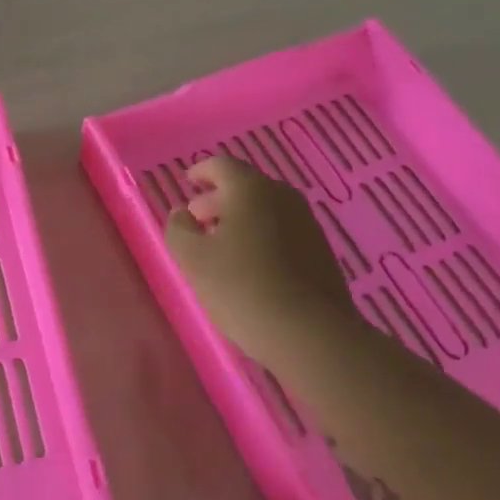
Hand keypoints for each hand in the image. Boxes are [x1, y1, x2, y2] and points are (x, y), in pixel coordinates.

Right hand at [164, 156, 364, 378]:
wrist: (311, 334)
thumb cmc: (242, 287)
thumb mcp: (193, 259)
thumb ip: (179, 229)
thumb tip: (182, 214)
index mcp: (250, 190)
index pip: (221, 166)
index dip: (201, 171)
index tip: (188, 182)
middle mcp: (282, 197)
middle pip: (245, 187)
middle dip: (217, 200)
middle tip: (197, 220)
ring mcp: (306, 224)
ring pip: (265, 210)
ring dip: (240, 220)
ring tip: (220, 246)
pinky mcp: (320, 251)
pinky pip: (282, 231)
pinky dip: (261, 236)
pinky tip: (249, 265)